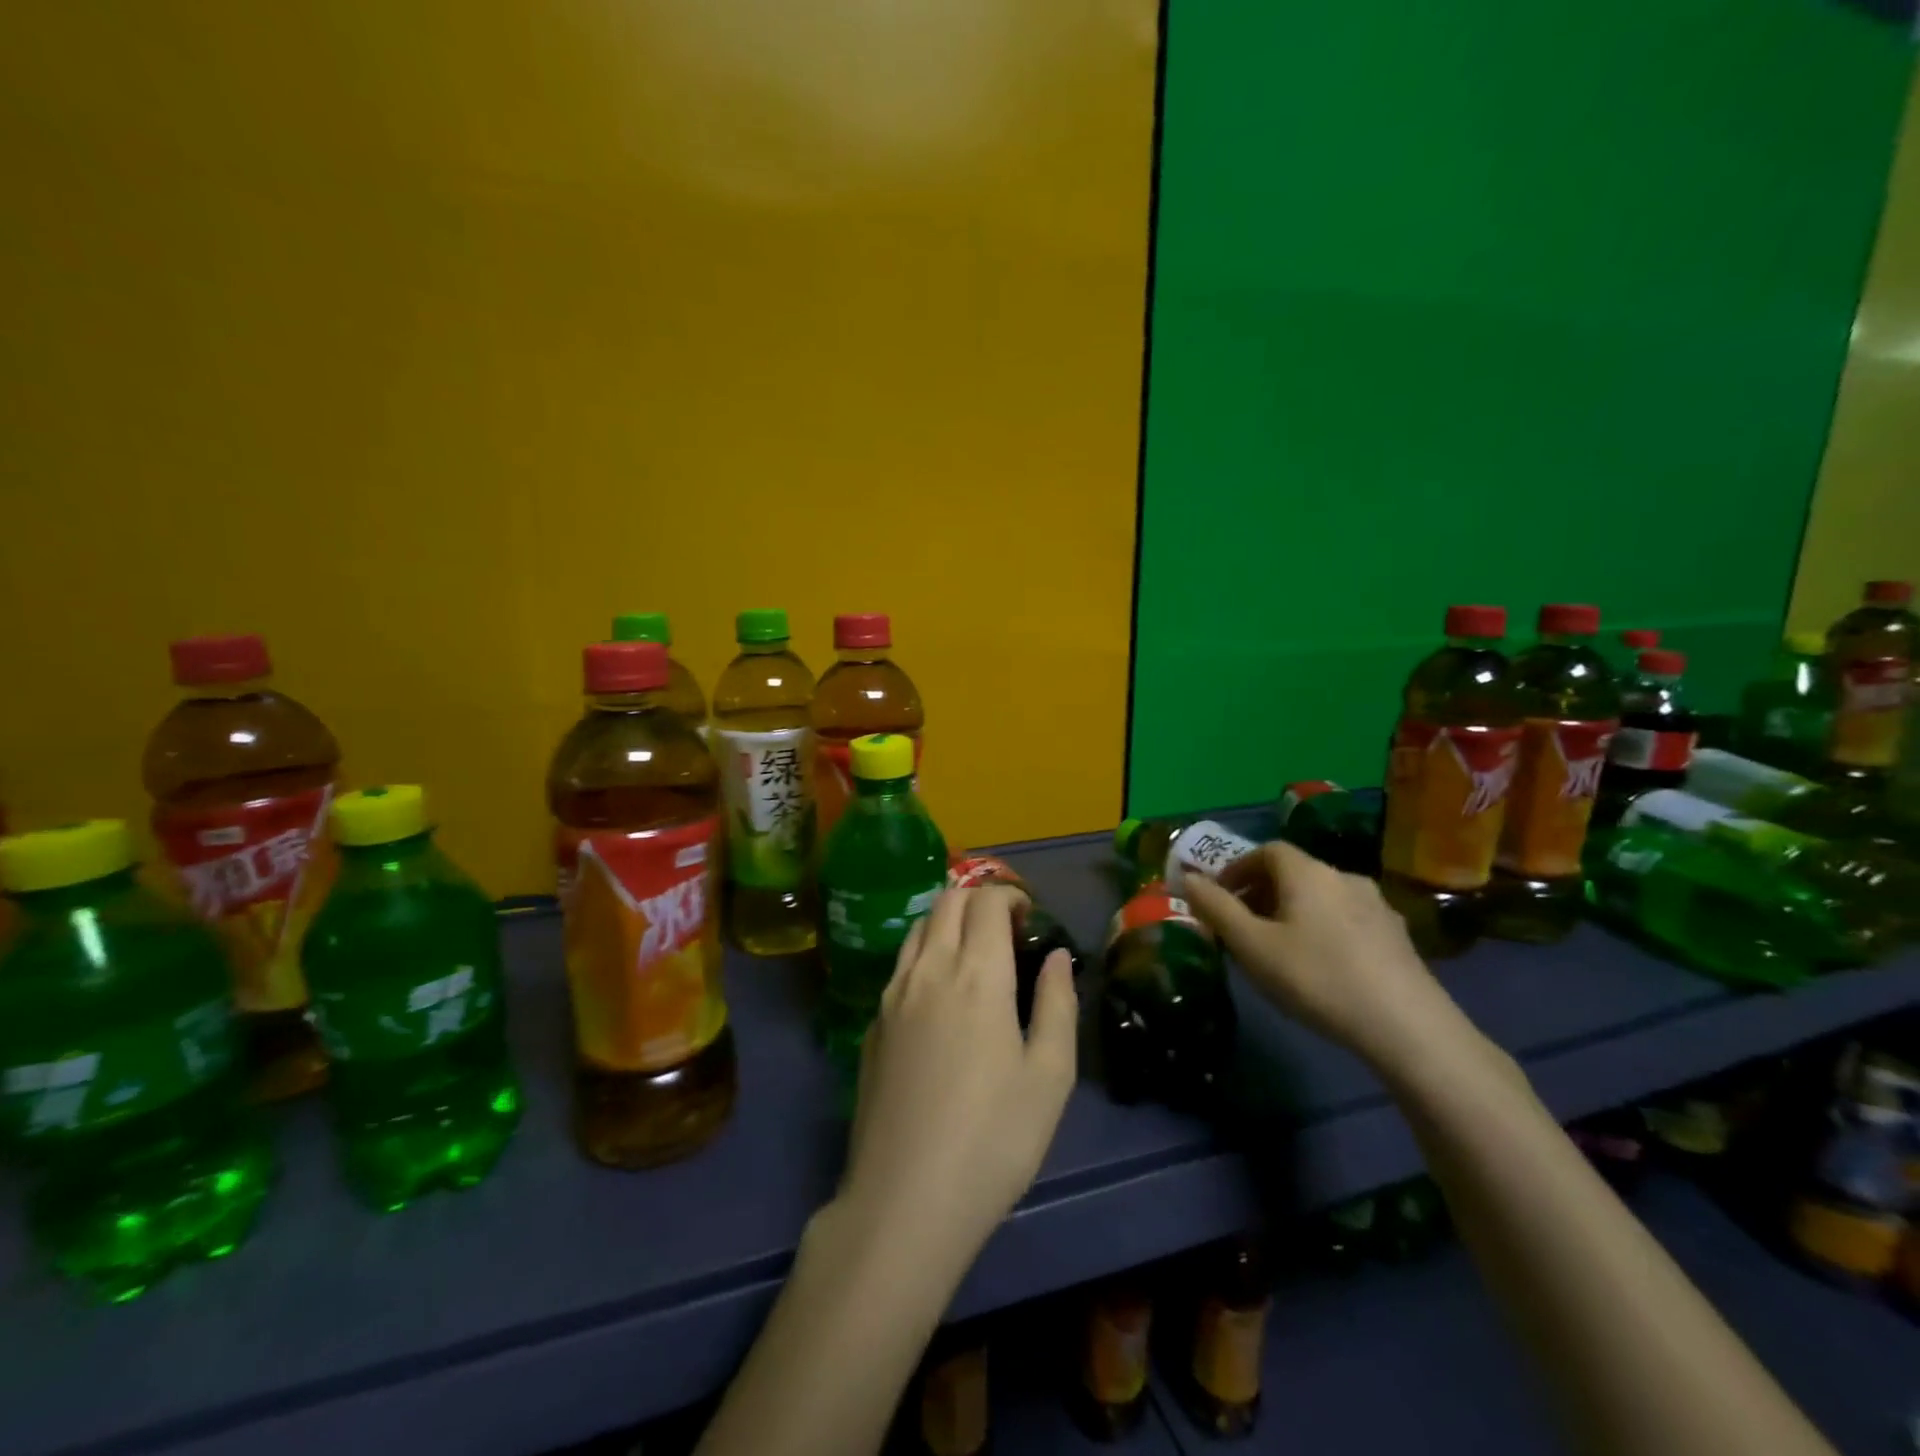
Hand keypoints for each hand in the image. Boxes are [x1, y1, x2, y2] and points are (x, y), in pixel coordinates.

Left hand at [837, 886, 1076, 1270]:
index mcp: (975, 974)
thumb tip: (1057, 956)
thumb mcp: (1049, 1076)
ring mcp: (892, 995)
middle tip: (1006, 928)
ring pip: (917, 927)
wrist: (905, 1199)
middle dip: (978, 898)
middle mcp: (928, 969)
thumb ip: (1057, 1003)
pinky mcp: (872, 1024)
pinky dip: (924, 952)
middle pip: (946, 901)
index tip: (1029, 915)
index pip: (985, 901)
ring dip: (947, 920)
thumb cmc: (994, 1138)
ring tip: (973, 952)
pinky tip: (940, 993)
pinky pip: (900, 964)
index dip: (1010, 894)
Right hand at [1183, 841, 1476, 1075]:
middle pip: (1294, 872)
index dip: (1238, 867)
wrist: (1408, 1027)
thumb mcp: (1252, 946)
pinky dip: (1322, 928)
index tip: (1219, 896)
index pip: (1266, 850)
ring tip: (1278, 948)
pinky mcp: (1398, 936)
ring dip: (1292, 911)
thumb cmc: (1317, 978)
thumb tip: (1188, 878)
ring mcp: (1377, 905)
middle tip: (1241, 926)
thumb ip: (1216, 908)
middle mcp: (1344, 877)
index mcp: (1307, 872)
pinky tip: (1321, 965)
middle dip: (1261, 892)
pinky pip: (1346, 918)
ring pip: (1321, 896)